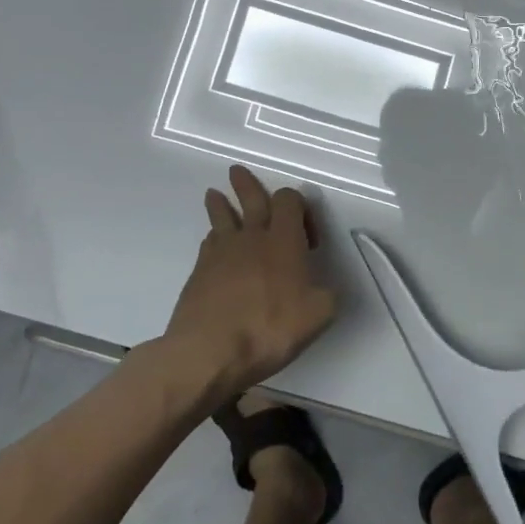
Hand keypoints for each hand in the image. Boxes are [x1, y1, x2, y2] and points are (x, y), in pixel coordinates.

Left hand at [159, 166, 337, 400]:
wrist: (208, 352)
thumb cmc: (269, 328)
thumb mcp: (318, 315)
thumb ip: (326, 295)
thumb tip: (323, 289)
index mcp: (284, 241)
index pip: (289, 201)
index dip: (300, 207)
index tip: (308, 237)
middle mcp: (252, 238)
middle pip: (250, 199)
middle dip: (247, 185)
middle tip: (237, 171)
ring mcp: (220, 254)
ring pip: (222, 218)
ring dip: (221, 204)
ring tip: (214, 194)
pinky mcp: (198, 273)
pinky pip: (209, 244)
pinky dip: (214, 238)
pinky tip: (214, 243)